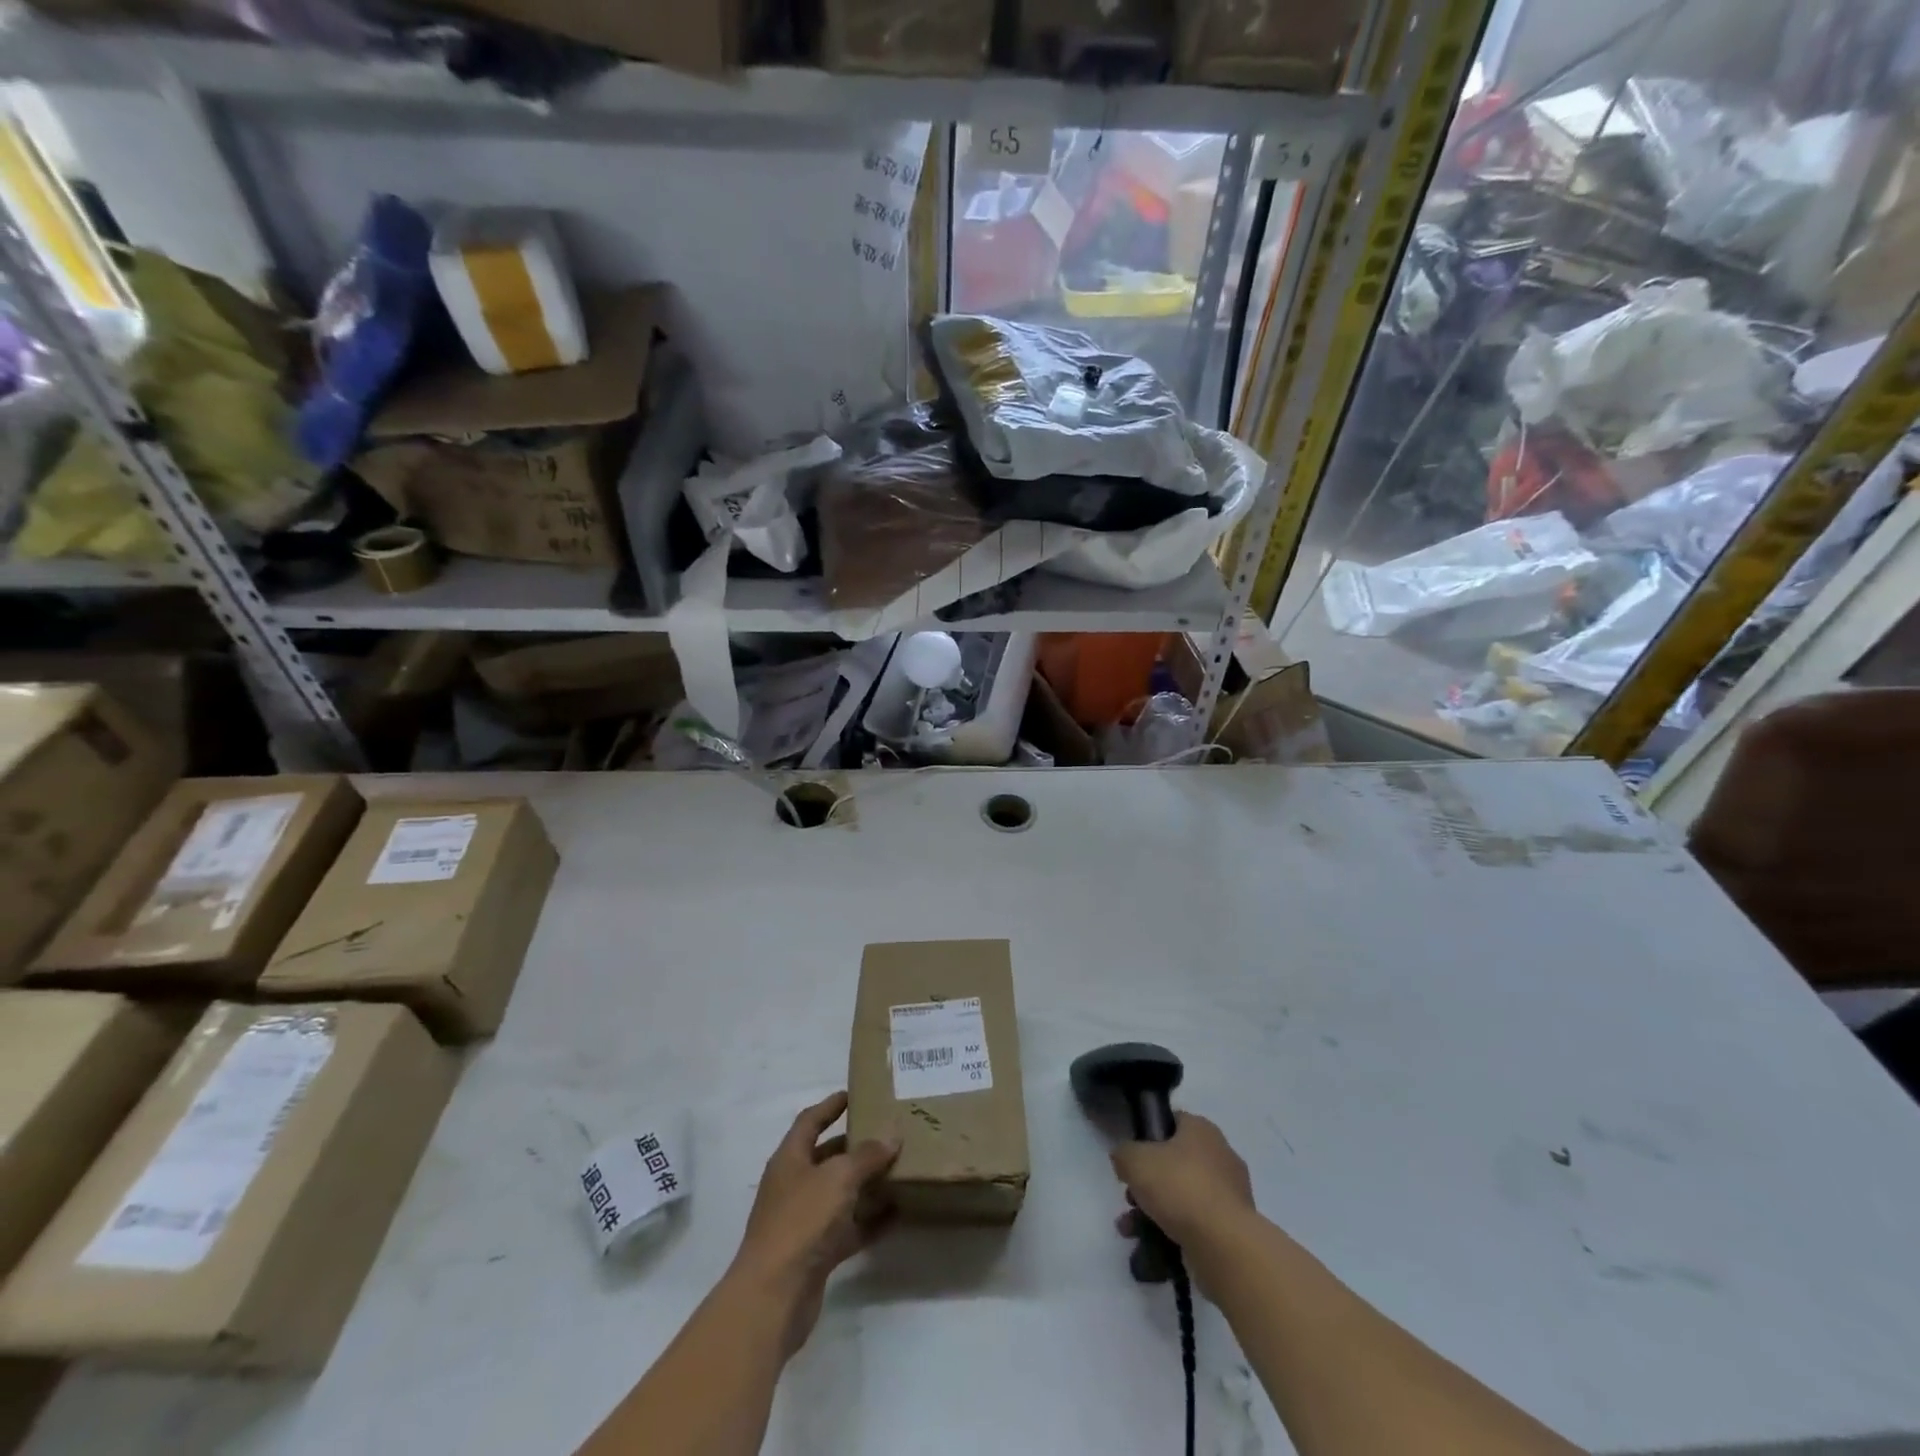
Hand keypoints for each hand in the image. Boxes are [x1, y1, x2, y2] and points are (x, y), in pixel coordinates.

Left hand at [731, 1092, 899, 1355]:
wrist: (773, 1296)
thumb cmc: (801, 1221)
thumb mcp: (838, 1177)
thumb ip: (867, 1155)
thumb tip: (891, 1136)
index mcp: (790, 1159)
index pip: (810, 1121)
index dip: (830, 1106)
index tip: (852, 1094)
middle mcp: (794, 1186)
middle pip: (827, 1158)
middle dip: (855, 1146)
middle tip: (887, 1133)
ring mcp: (804, 1222)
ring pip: (840, 1194)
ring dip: (866, 1184)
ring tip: (899, 1169)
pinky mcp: (816, 1254)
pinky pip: (848, 1229)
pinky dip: (870, 1221)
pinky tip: (897, 1214)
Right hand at [1110, 1112, 1254, 1249]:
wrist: (1224, 1245)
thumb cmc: (1179, 1188)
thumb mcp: (1135, 1160)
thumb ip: (1123, 1153)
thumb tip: (1125, 1160)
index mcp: (1202, 1129)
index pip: (1172, 1121)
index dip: (1148, 1135)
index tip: (1132, 1156)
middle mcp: (1221, 1155)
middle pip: (1175, 1162)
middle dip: (1148, 1181)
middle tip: (1130, 1196)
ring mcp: (1230, 1194)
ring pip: (1183, 1195)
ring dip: (1155, 1210)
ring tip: (1130, 1229)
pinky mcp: (1232, 1228)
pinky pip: (1196, 1222)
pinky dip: (1173, 1231)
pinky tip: (1151, 1244)